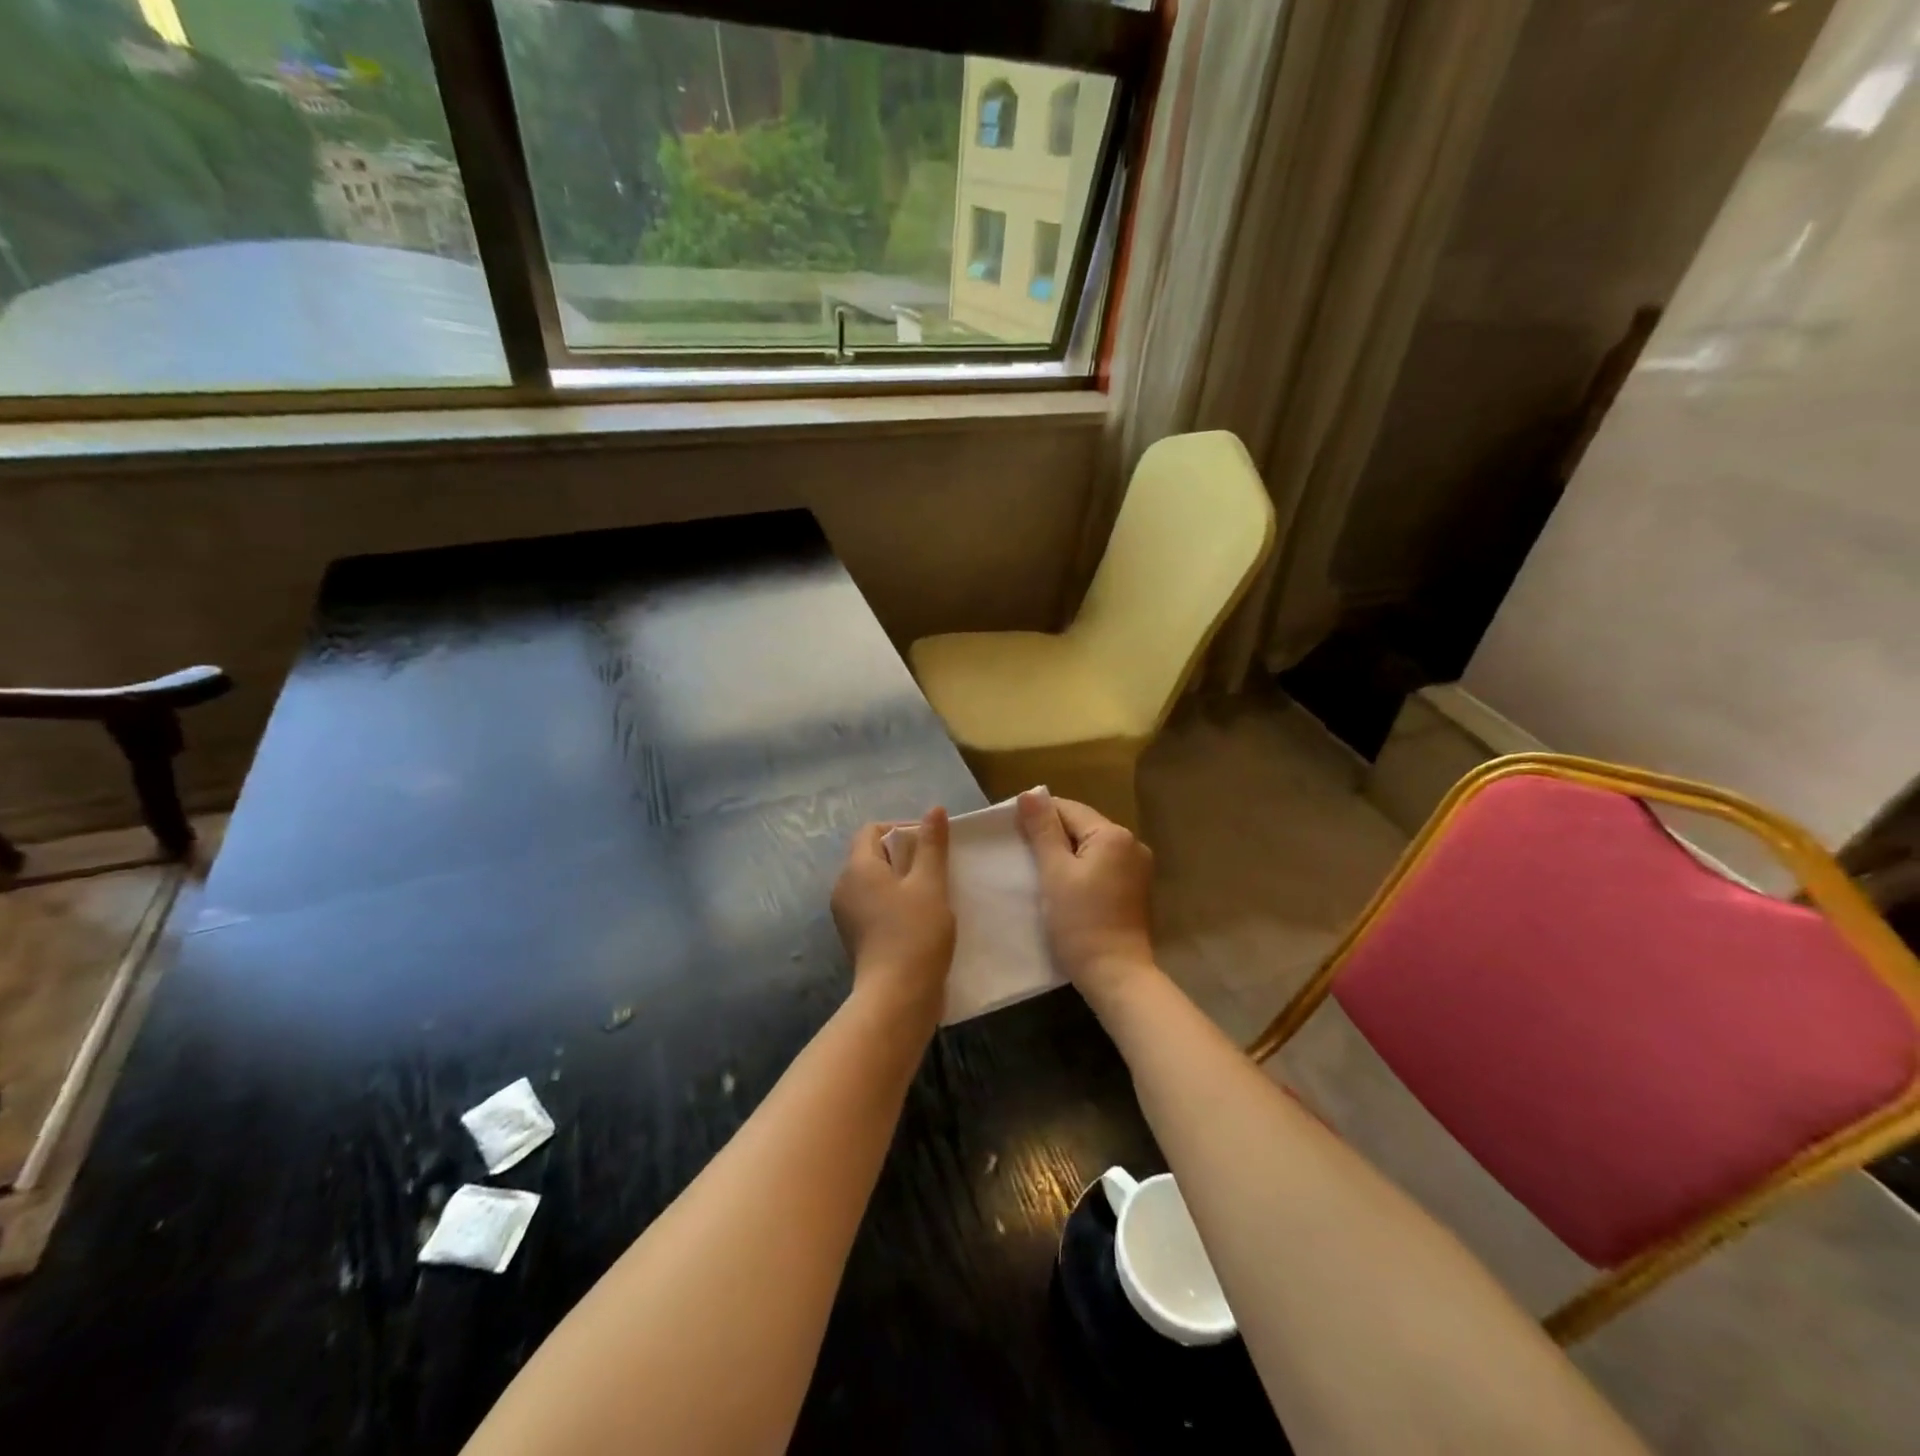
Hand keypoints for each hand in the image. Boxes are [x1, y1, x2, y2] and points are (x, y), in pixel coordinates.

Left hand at [831, 808, 955, 1023]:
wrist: (897, 997)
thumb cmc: (915, 933)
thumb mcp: (930, 883)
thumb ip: (932, 845)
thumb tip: (934, 809)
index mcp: (857, 868)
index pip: (872, 831)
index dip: (901, 827)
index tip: (931, 842)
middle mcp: (844, 888)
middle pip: (871, 856)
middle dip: (904, 855)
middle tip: (936, 868)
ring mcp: (847, 916)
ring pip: (874, 883)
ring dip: (901, 881)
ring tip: (932, 893)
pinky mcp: (856, 938)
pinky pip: (873, 906)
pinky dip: (894, 903)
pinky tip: (919, 918)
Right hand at [1017, 793, 1156, 1000]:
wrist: (1116, 975)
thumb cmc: (1080, 922)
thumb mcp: (1054, 873)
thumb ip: (1043, 830)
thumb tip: (1030, 793)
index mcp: (1114, 834)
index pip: (1068, 809)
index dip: (1038, 816)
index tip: (1013, 833)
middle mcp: (1132, 844)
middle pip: (1082, 826)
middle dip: (1052, 836)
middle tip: (1022, 854)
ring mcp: (1138, 868)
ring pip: (1091, 848)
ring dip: (1066, 854)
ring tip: (1040, 871)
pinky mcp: (1135, 890)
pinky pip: (1102, 867)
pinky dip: (1082, 870)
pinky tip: (1064, 887)